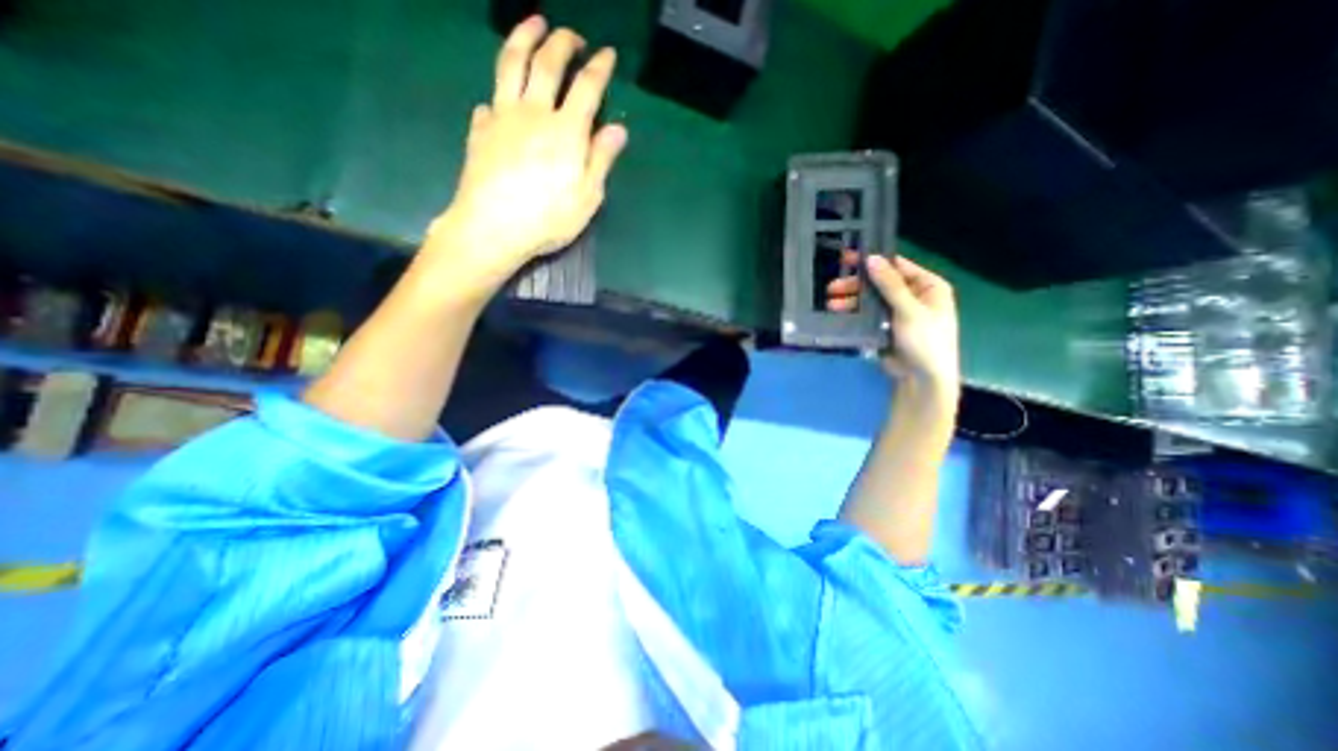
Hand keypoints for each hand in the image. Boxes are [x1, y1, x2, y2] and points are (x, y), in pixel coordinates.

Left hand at [426, 15, 630, 290]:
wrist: (493, 228)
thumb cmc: (548, 219)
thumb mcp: (587, 197)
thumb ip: (601, 159)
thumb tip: (618, 129)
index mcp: (566, 131)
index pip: (587, 88)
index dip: (599, 68)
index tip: (607, 54)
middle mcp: (534, 113)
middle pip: (547, 64)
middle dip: (562, 42)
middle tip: (572, 35)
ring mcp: (503, 117)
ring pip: (511, 64)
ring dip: (524, 37)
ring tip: (534, 24)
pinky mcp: (480, 130)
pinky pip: (490, 102)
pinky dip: (499, 94)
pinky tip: (501, 99)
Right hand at [828, 251, 962, 389]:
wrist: (922, 379)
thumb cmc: (925, 340)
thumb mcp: (909, 310)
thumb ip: (890, 284)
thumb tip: (872, 258)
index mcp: (928, 286)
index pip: (898, 266)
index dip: (874, 262)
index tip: (848, 259)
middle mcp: (914, 296)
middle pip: (880, 284)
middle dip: (856, 286)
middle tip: (832, 287)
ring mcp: (898, 313)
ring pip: (871, 301)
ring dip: (852, 301)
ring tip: (831, 304)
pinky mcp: (885, 328)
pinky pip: (868, 316)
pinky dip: (854, 314)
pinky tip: (839, 313)